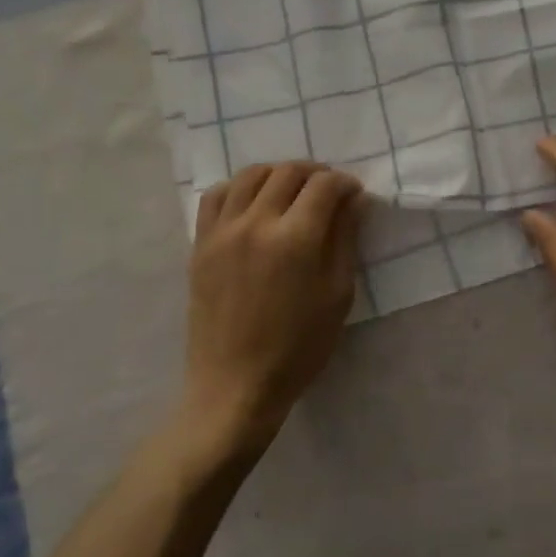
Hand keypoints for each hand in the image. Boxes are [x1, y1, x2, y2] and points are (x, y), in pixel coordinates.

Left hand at [183, 162, 362, 459]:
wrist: (236, 383)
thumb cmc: (299, 347)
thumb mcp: (338, 295)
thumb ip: (345, 240)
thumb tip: (353, 200)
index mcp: (296, 239)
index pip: (324, 186)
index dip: (345, 183)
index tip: (354, 194)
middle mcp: (256, 223)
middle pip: (288, 172)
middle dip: (315, 173)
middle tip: (328, 191)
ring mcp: (222, 231)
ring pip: (250, 175)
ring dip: (278, 174)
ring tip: (292, 191)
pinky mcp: (201, 244)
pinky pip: (216, 195)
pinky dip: (239, 187)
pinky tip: (252, 202)